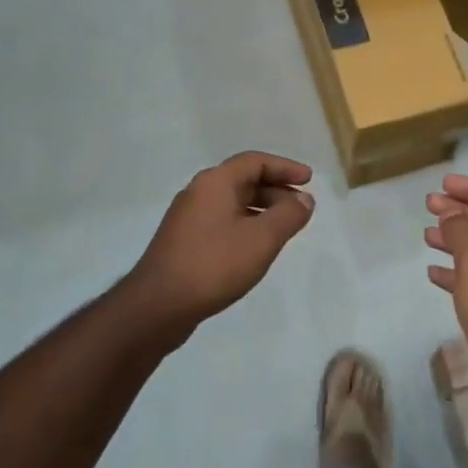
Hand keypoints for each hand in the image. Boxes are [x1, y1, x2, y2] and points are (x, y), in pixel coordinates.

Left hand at [124, 152, 314, 341]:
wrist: (158, 306)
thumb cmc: (214, 264)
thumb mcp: (262, 239)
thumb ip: (288, 215)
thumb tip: (304, 199)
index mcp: (215, 182)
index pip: (255, 161)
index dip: (285, 168)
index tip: (309, 180)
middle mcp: (198, 192)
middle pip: (243, 180)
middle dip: (275, 190)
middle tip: (300, 209)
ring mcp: (187, 218)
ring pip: (232, 203)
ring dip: (261, 210)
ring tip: (283, 230)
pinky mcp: (183, 242)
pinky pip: (221, 221)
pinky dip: (245, 225)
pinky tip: (254, 248)